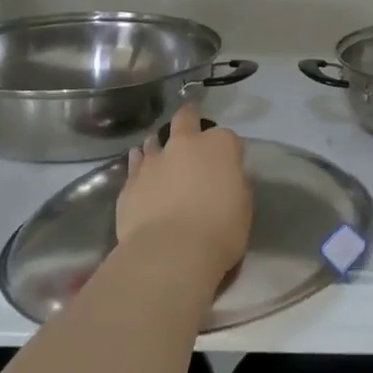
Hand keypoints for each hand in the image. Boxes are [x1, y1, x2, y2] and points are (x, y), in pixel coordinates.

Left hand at [115, 105, 250, 279]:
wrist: (171, 253)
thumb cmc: (220, 229)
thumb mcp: (243, 205)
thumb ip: (234, 183)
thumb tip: (226, 177)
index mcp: (220, 146)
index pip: (228, 138)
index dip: (229, 151)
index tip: (229, 165)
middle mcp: (185, 144)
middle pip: (186, 120)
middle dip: (189, 119)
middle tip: (190, 127)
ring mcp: (154, 161)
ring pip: (155, 141)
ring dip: (160, 144)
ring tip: (160, 151)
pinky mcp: (130, 182)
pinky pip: (135, 165)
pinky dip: (139, 163)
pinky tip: (139, 166)